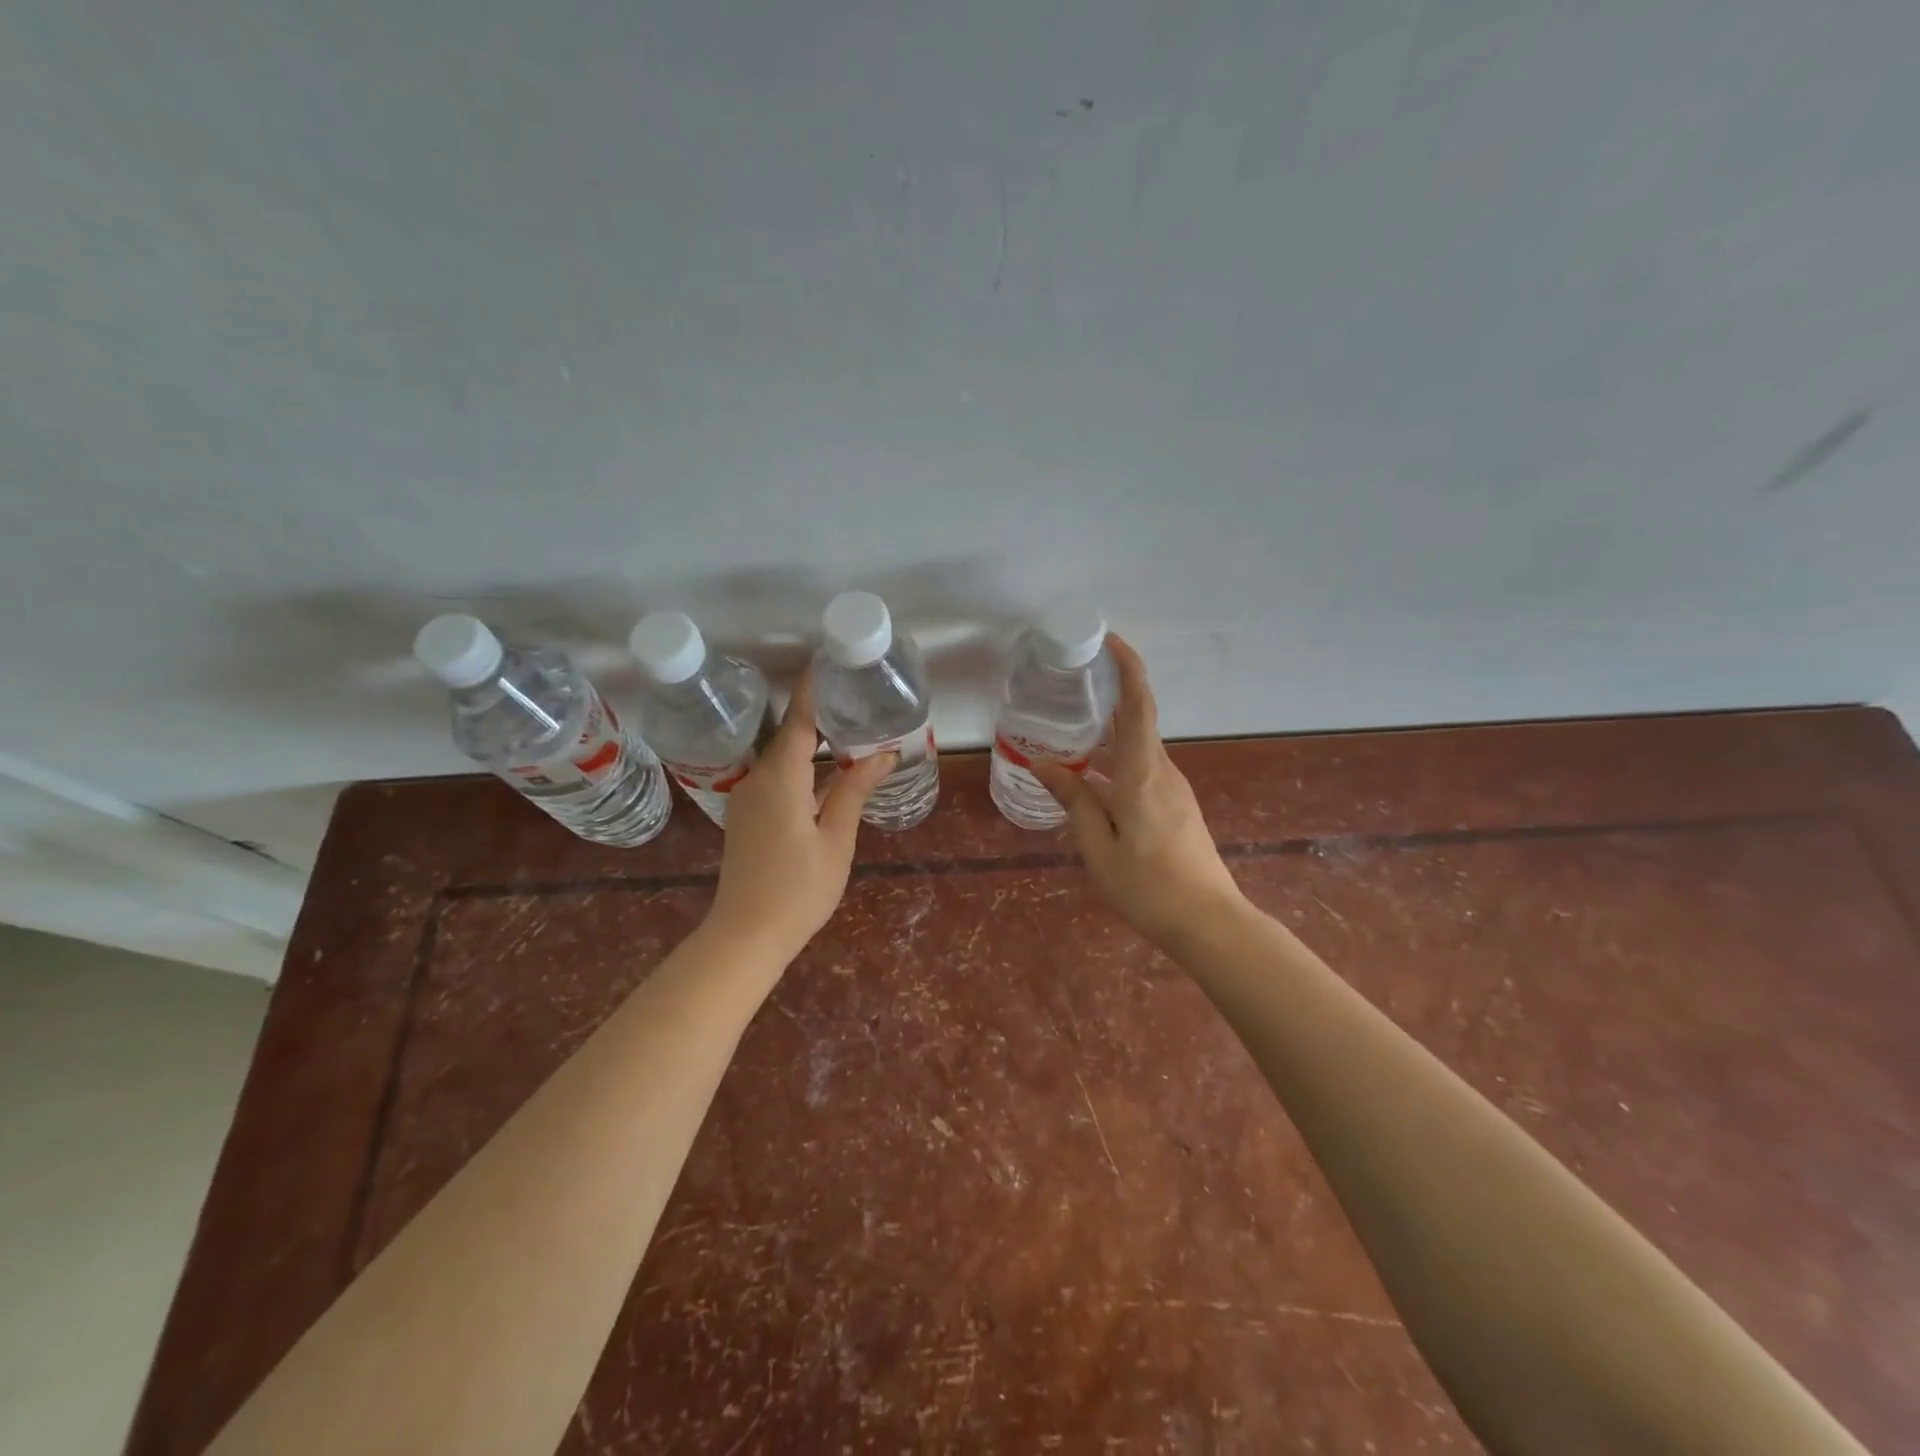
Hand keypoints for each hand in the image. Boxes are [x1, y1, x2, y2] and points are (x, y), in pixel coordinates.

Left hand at [706, 673, 894, 959]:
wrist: (747, 935)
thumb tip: (883, 753)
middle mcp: (758, 779)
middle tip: (853, 696)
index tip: (828, 662)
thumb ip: (854, 790)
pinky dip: (802, 768)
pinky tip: (827, 772)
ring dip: (812, 744)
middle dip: (818, 715)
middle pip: (790, 736)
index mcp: (781, 779)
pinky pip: (777, 779)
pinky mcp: (748, 816)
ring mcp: (748, 799)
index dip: (814, 691)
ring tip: (848, 729)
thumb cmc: (799, 888)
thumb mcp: (836, 838)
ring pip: (783, 759)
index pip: (800, 722)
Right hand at [1033, 635, 1243, 947]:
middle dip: (1110, 694)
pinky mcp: (1175, 806)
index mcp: (1143, 773)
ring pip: (1138, 747)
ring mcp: (1173, 789)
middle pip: (1138, 720)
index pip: (1138, 705)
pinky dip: (1116, 760)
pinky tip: (1091, 776)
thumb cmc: (1147, 885)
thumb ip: (1073, 799)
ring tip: (1070, 728)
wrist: (1208, 922)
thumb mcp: (1098, 845)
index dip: (1128, 667)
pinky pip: (1142, 768)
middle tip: (1072, 682)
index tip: (1110, 640)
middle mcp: (1162, 771)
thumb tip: (1041, 763)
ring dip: (1109, 732)